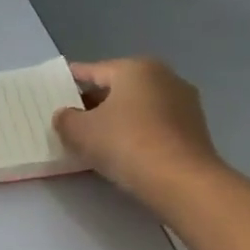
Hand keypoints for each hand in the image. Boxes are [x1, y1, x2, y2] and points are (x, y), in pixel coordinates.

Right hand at [53, 57, 221, 200]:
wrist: (182, 180)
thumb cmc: (126, 143)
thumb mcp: (80, 132)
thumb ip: (65, 119)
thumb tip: (66, 115)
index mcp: (135, 68)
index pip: (93, 71)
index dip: (70, 80)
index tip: (54, 90)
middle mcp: (164, 77)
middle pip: (118, 88)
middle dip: (93, 102)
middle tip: (71, 119)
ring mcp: (184, 103)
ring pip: (138, 107)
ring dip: (116, 119)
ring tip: (95, 139)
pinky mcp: (194, 129)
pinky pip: (155, 125)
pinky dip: (137, 133)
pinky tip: (123, 152)